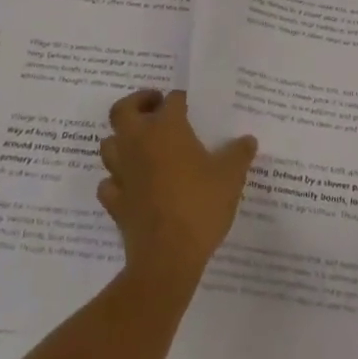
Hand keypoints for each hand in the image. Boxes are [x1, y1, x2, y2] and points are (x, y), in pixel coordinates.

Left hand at [98, 89, 257, 288]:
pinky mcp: (114, 201)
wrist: (167, 258)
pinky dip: (116, 179)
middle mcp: (138, 142)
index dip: (181, 100)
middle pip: (123, 110)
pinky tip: (131, 184)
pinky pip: (108, 182)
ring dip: (121, 140)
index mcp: (166, 128)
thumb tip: (248, 140)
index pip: (172, 100)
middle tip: (155, 107)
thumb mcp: (230, 177)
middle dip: (137, 103)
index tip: (191, 106)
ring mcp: (122, 172)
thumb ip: (239, 154)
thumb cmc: (200, 206)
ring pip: (109, 144)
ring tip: (142, 144)